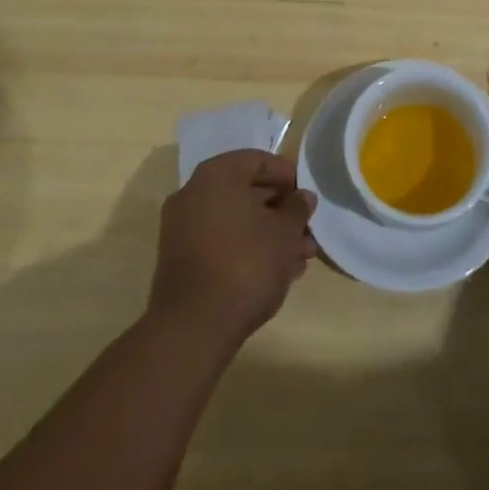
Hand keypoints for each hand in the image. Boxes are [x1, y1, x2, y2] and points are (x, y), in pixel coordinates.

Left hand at [149, 150, 317, 346]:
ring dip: (268, 235)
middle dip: (280, 212)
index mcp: (217, 175)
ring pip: (235, 222)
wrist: (193, 327)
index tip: (308, 197)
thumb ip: (297, 208)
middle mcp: (194, 194)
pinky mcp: (180, 262)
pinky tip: (275, 273)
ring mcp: (182, 229)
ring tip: (299, 259)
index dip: (288, 176)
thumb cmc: (246, 263)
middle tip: (307, 230)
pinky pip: (221, 244)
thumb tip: (302, 198)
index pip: (259, 161)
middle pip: (246, 193)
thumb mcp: (285, 232)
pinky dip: (246, 251)